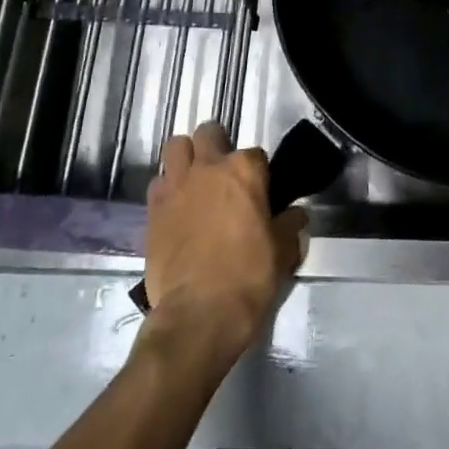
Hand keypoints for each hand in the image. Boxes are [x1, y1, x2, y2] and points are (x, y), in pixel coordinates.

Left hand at [142, 122, 304, 366]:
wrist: (198, 314)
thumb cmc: (248, 277)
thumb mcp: (283, 252)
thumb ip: (289, 226)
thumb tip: (296, 215)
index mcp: (245, 170)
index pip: (256, 154)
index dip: (259, 173)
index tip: (260, 193)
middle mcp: (208, 167)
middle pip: (209, 133)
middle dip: (217, 145)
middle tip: (224, 175)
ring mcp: (176, 185)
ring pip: (176, 146)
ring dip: (186, 157)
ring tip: (195, 181)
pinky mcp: (152, 209)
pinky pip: (157, 182)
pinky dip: (167, 188)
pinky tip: (176, 208)